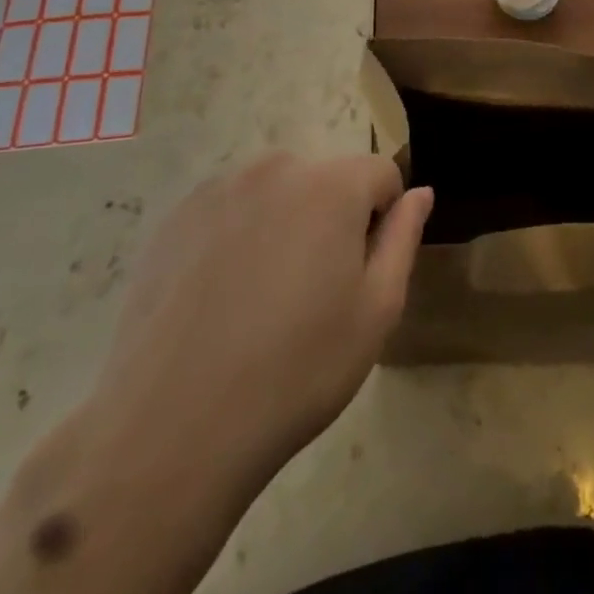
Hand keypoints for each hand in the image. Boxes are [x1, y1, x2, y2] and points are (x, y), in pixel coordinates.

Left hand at [0, 156, 431, 593]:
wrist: (173, 426)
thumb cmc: (296, 370)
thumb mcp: (376, 311)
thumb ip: (403, 238)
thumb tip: (420, 192)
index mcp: (331, 183)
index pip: (380, 174)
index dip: (382, 220)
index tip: (360, 274)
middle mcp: (276, 167)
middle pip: (327, 179)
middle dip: (332, 218)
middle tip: (312, 293)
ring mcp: (220, 188)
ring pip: (277, 191)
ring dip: (285, 224)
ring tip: (263, 297)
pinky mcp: (177, 216)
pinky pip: (230, 208)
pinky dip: (238, 235)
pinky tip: (221, 297)